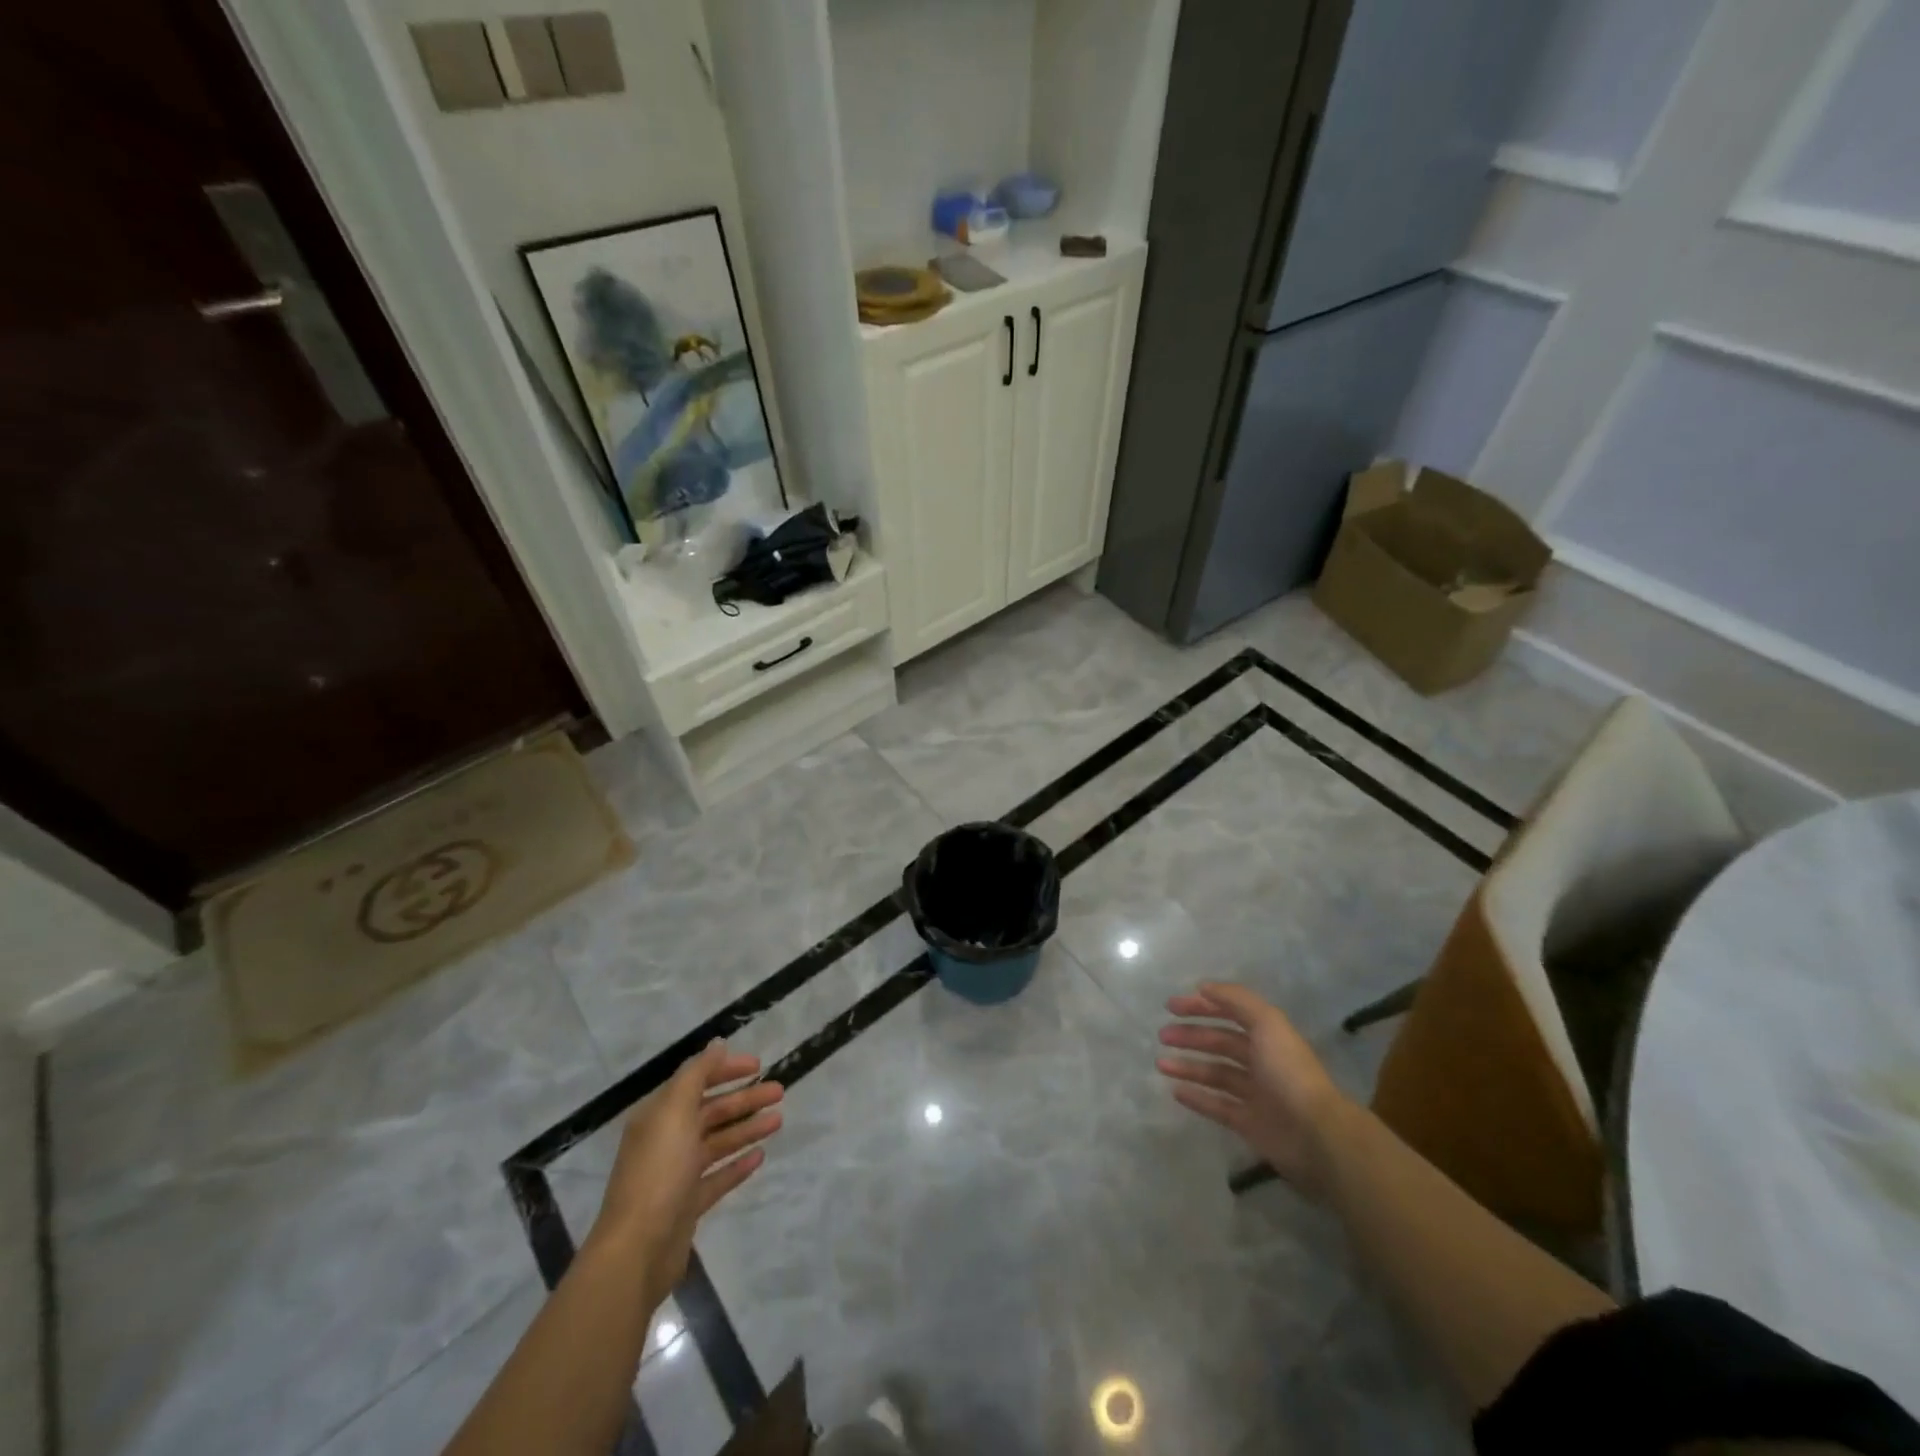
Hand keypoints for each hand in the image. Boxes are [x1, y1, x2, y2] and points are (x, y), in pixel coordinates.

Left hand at [586, 1041, 783, 1301]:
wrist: (637, 1250)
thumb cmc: (657, 1172)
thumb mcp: (675, 1112)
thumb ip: (697, 1074)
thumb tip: (717, 1044)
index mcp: (659, 1116)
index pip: (696, 1081)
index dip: (726, 1070)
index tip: (758, 1065)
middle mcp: (667, 1140)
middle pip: (711, 1111)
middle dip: (745, 1099)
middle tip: (780, 1091)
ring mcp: (677, 1175)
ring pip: (718, 1142)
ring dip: (747, 1128)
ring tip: (778, 1120)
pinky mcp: (688, 1205)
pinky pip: (718, 1177)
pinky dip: (738, 1165)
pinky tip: (760, 1156)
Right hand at [1157, 982, 1349, 1199]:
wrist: (1316, 1135)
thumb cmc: (1289, 1072)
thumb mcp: (1267, 1023)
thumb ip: (1236, 1000)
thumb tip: (1203, 987)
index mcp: (1268, 1036)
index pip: (1230, 1013)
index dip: (1202, 1006)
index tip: (1172, 1006)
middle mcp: (1262, 1061)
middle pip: (1221, 1043)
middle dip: (1191, 1036)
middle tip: (1162, 1035)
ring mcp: (1256, 1094)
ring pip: (1216, 1074)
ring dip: (1188, 1066)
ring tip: (1161, 1064)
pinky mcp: (1249, 1124)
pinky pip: (1218, 1106)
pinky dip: (1197, 1098)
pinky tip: (1175, 1091)